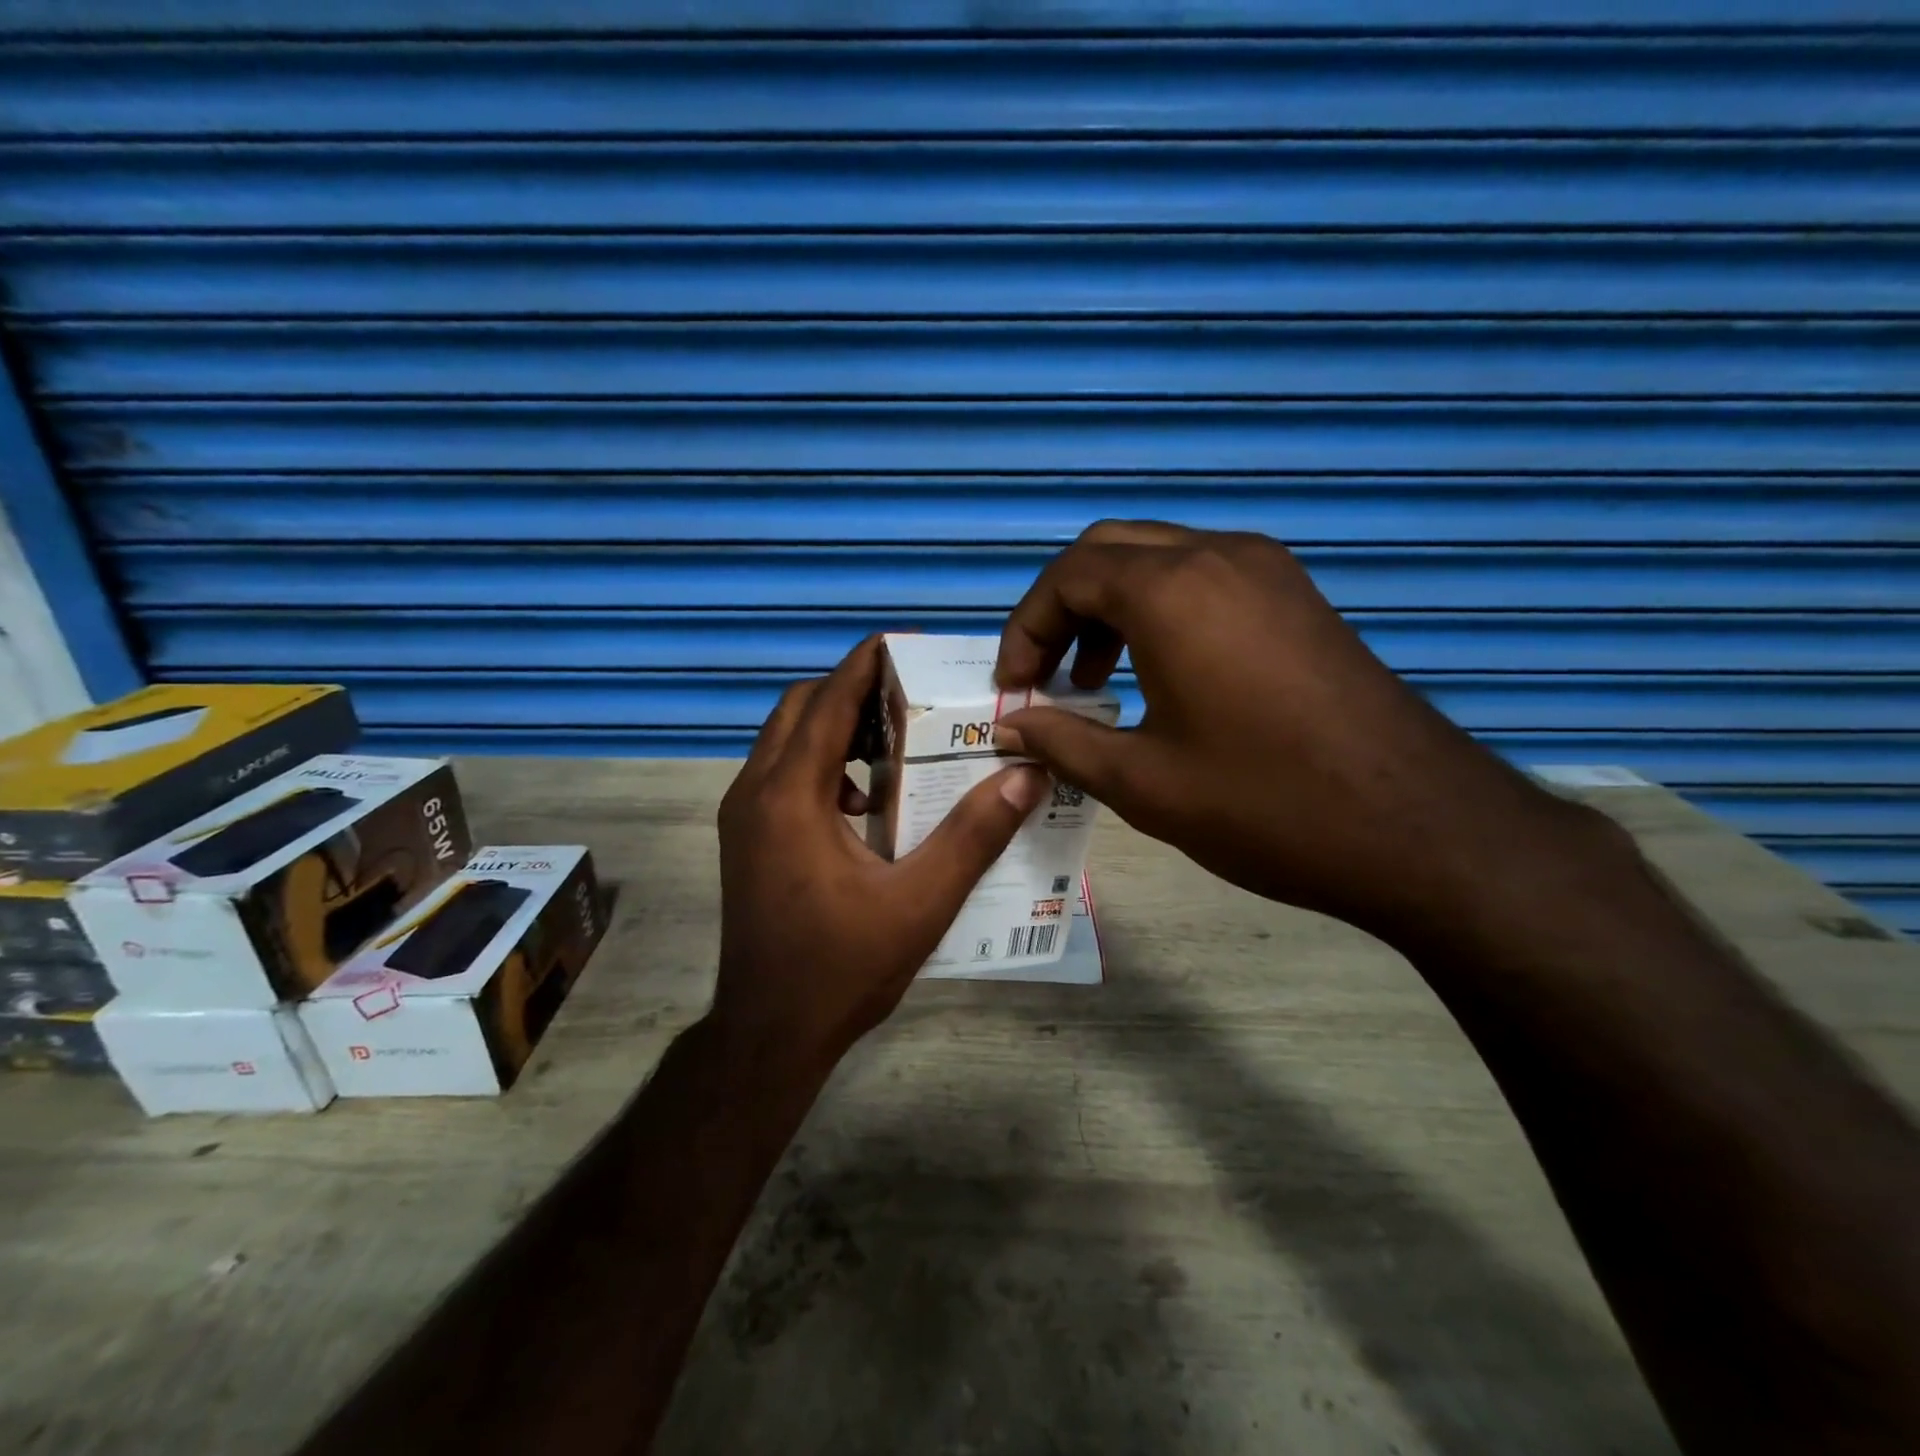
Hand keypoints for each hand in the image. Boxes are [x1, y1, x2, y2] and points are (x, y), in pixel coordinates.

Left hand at [712, 636, 1050, 1078]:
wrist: (768, 1035)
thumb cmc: (842, 968)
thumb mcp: (920, 904)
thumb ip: (974, 835)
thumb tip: (1026, 775)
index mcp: (790, 796)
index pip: (828, 701)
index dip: (865, 665)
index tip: (905, 645)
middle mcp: (755, 792)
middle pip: (800, 709)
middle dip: (851, 692)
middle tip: (911, 699)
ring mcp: (742, 817)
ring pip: (785, 740)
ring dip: (834, 728)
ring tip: (894, 743)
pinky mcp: (745, 840)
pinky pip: (781, 774)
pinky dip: (820, 764)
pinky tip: (864, 803)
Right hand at [992, 521, 1593, 944]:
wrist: (1420, 827)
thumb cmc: (1265, 805)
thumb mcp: (1143, 782)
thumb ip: (1063, 742)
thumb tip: (1010, 726)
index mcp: (1172, 591)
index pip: (1068, 576)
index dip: (1025, 628)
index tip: (1014, 688)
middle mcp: (1219, 557)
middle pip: (1109, 551)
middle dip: (1061, 608)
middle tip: (1046, 675)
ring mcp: (1268, 571)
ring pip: (1160, 558)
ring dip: (1111, 607)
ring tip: (1096, 680)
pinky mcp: (1298, 597)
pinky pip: (1205, 578)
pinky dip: (1161, 610)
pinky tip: (1161, 674)